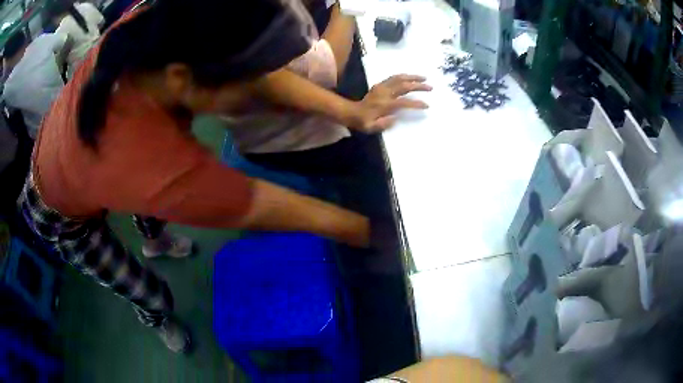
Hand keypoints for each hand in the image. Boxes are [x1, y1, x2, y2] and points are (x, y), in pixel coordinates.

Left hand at [347, 74, 431, 132]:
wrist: (351, 112)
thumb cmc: (363, 122)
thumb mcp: (371, 127)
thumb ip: (384, 124)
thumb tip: (395, 118)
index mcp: (384, 105)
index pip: (403, 102)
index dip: (416, 103)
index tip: (427, 105)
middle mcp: (384, 94)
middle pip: (404, 86)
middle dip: (418, 86)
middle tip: (430, 87)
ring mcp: (382, 87)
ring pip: (399, 78)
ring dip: (412, 77)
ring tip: (424, 78)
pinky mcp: (380, 85)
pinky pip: (393, 77)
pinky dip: (404, 76)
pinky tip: (411, 77)